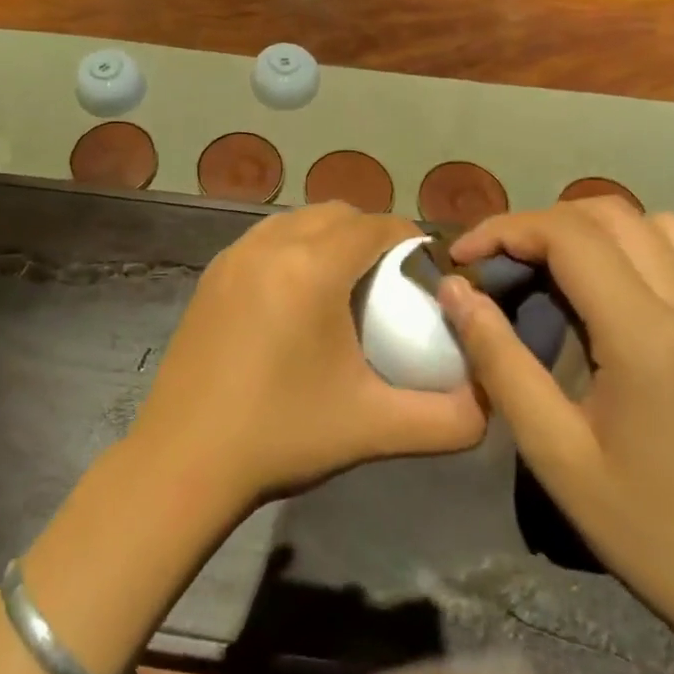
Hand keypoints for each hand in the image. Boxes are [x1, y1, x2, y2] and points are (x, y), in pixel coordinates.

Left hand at [130, 202, 487, 514]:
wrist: (184, 459)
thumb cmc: (282, 435)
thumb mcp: (375, 428)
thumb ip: (448, 419)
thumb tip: (490, 402)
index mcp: (311, 267)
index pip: (376, 225)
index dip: (411, 239)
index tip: (429, 272)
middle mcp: (269, 245)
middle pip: (337, 214)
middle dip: (372, 234)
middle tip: (393, 281)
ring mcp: (233, 256)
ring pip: (297, 221)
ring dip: (330, 237)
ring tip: (347, 285)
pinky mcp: (211, 275)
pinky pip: (265, 239)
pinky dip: (293, 248)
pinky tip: (297, 297)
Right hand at [436, 199, 673, 648]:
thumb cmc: (647, 529)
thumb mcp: (553, 452)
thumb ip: (499, 360)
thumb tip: (454, 290)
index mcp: (647, 336)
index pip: (568, 235)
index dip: (505, 229)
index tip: (463, 256)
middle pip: (610, 213)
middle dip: (541, 223)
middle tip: (500, 263)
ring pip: (655, 224)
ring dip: (594, 229)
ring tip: (555, 270)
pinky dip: (638, 250)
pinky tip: (613, 296)